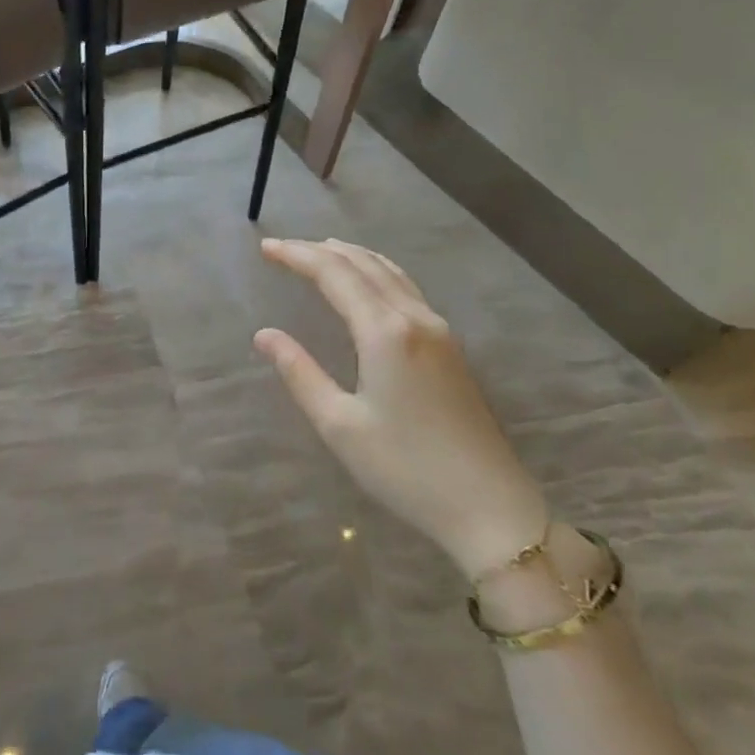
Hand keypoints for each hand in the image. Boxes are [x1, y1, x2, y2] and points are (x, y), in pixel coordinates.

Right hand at [254, 238, 547, 580]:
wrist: (489, 507)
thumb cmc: (405, 469)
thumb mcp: (339, 424)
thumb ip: (300, 373)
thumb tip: (265, 334)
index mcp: (385, 333)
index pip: (335, 275)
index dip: (297, 256)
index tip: (265, 248)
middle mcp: (415, 319)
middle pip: (364, 265)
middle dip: (320, 250)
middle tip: (282, 248)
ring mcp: (439, 332)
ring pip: (391, 273)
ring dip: (352, 257)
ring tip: (321, 251)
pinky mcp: (450, 349)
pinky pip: (407, 290)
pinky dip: (377, 273)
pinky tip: (368, 285)